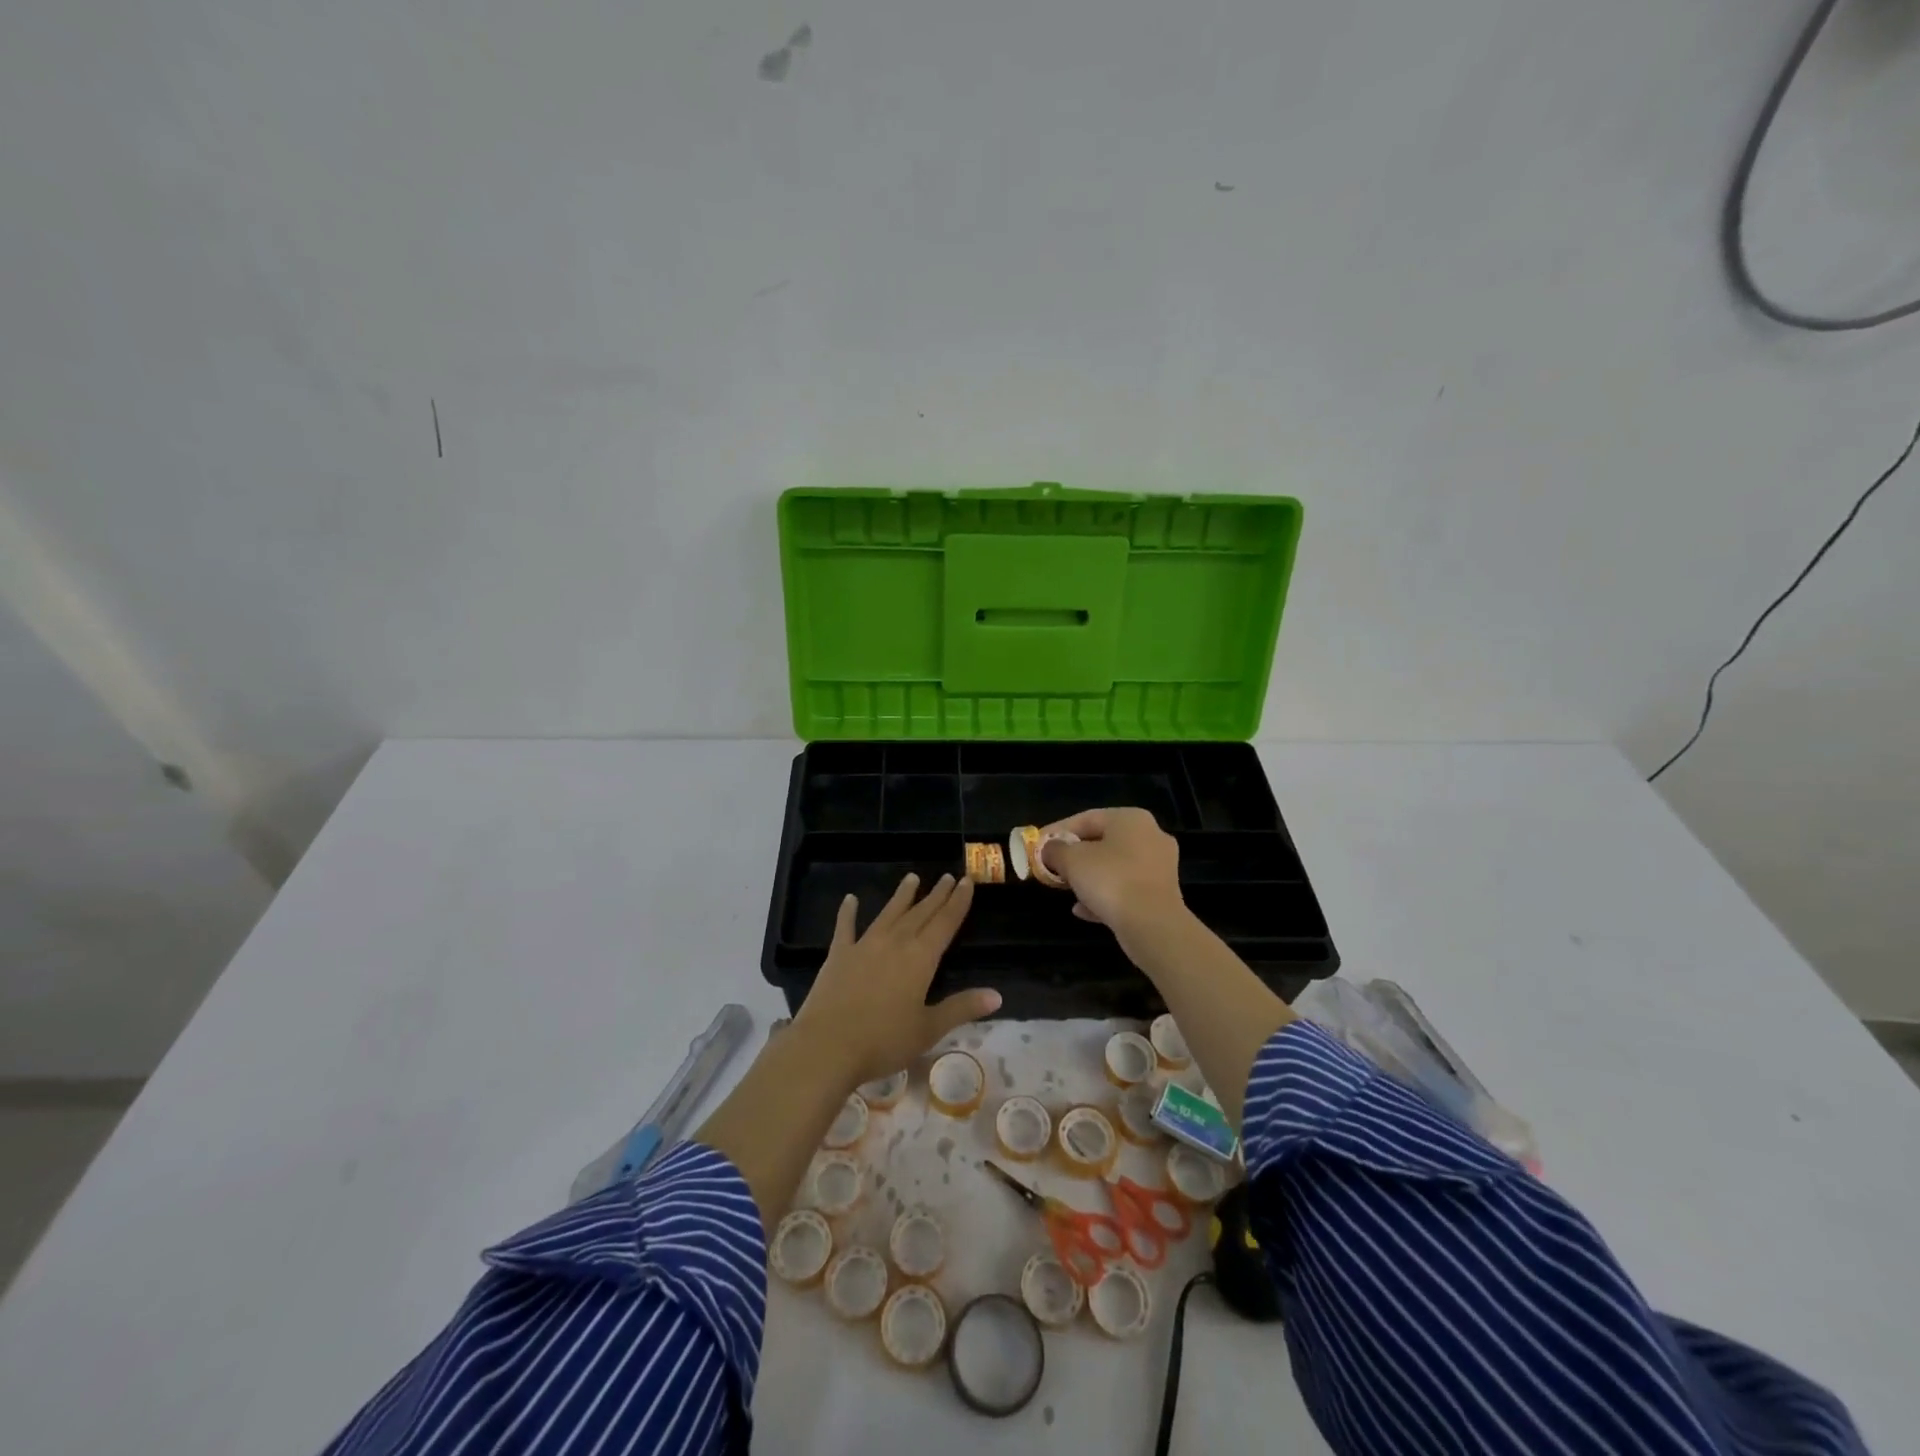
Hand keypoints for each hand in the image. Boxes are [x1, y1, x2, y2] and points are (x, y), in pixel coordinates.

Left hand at [793, 873, 998, 1086]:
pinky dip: (848, 912)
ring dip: (901, 896)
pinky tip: (850, 899)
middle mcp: (894, 943)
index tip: (966, 881)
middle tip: (947, 876)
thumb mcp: (929, 1029)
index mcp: (920, 958)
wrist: (827, 1046)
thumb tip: (997, 995)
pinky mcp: (838, 955)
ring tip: (911, 878)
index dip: (958, 902)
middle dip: (936, 895)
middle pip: (920, 913)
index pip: (945, 923)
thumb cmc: (883, 1041)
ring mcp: (864, 945)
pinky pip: (845, 927)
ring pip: (888, 913)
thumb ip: (961, 1008)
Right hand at [1041, 808, 1189, 945]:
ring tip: (1066, 889)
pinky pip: (1126, 890)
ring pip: (1114, 867)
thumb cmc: (1110, 880)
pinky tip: (1083, 910)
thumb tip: (1049, 849)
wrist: (1152, 925)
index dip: (1057, 831)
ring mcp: (1160, 867)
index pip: (1086, 818)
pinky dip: (1105, 896)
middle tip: (1052, 866)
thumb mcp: (1071, 860)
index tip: (1037, 845)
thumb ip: (1055, 850)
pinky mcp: (1162, 894)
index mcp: (1131, 818)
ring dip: (1089, 877)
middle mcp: (1150, 836)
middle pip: (1102, 842)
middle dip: (1074, 856)